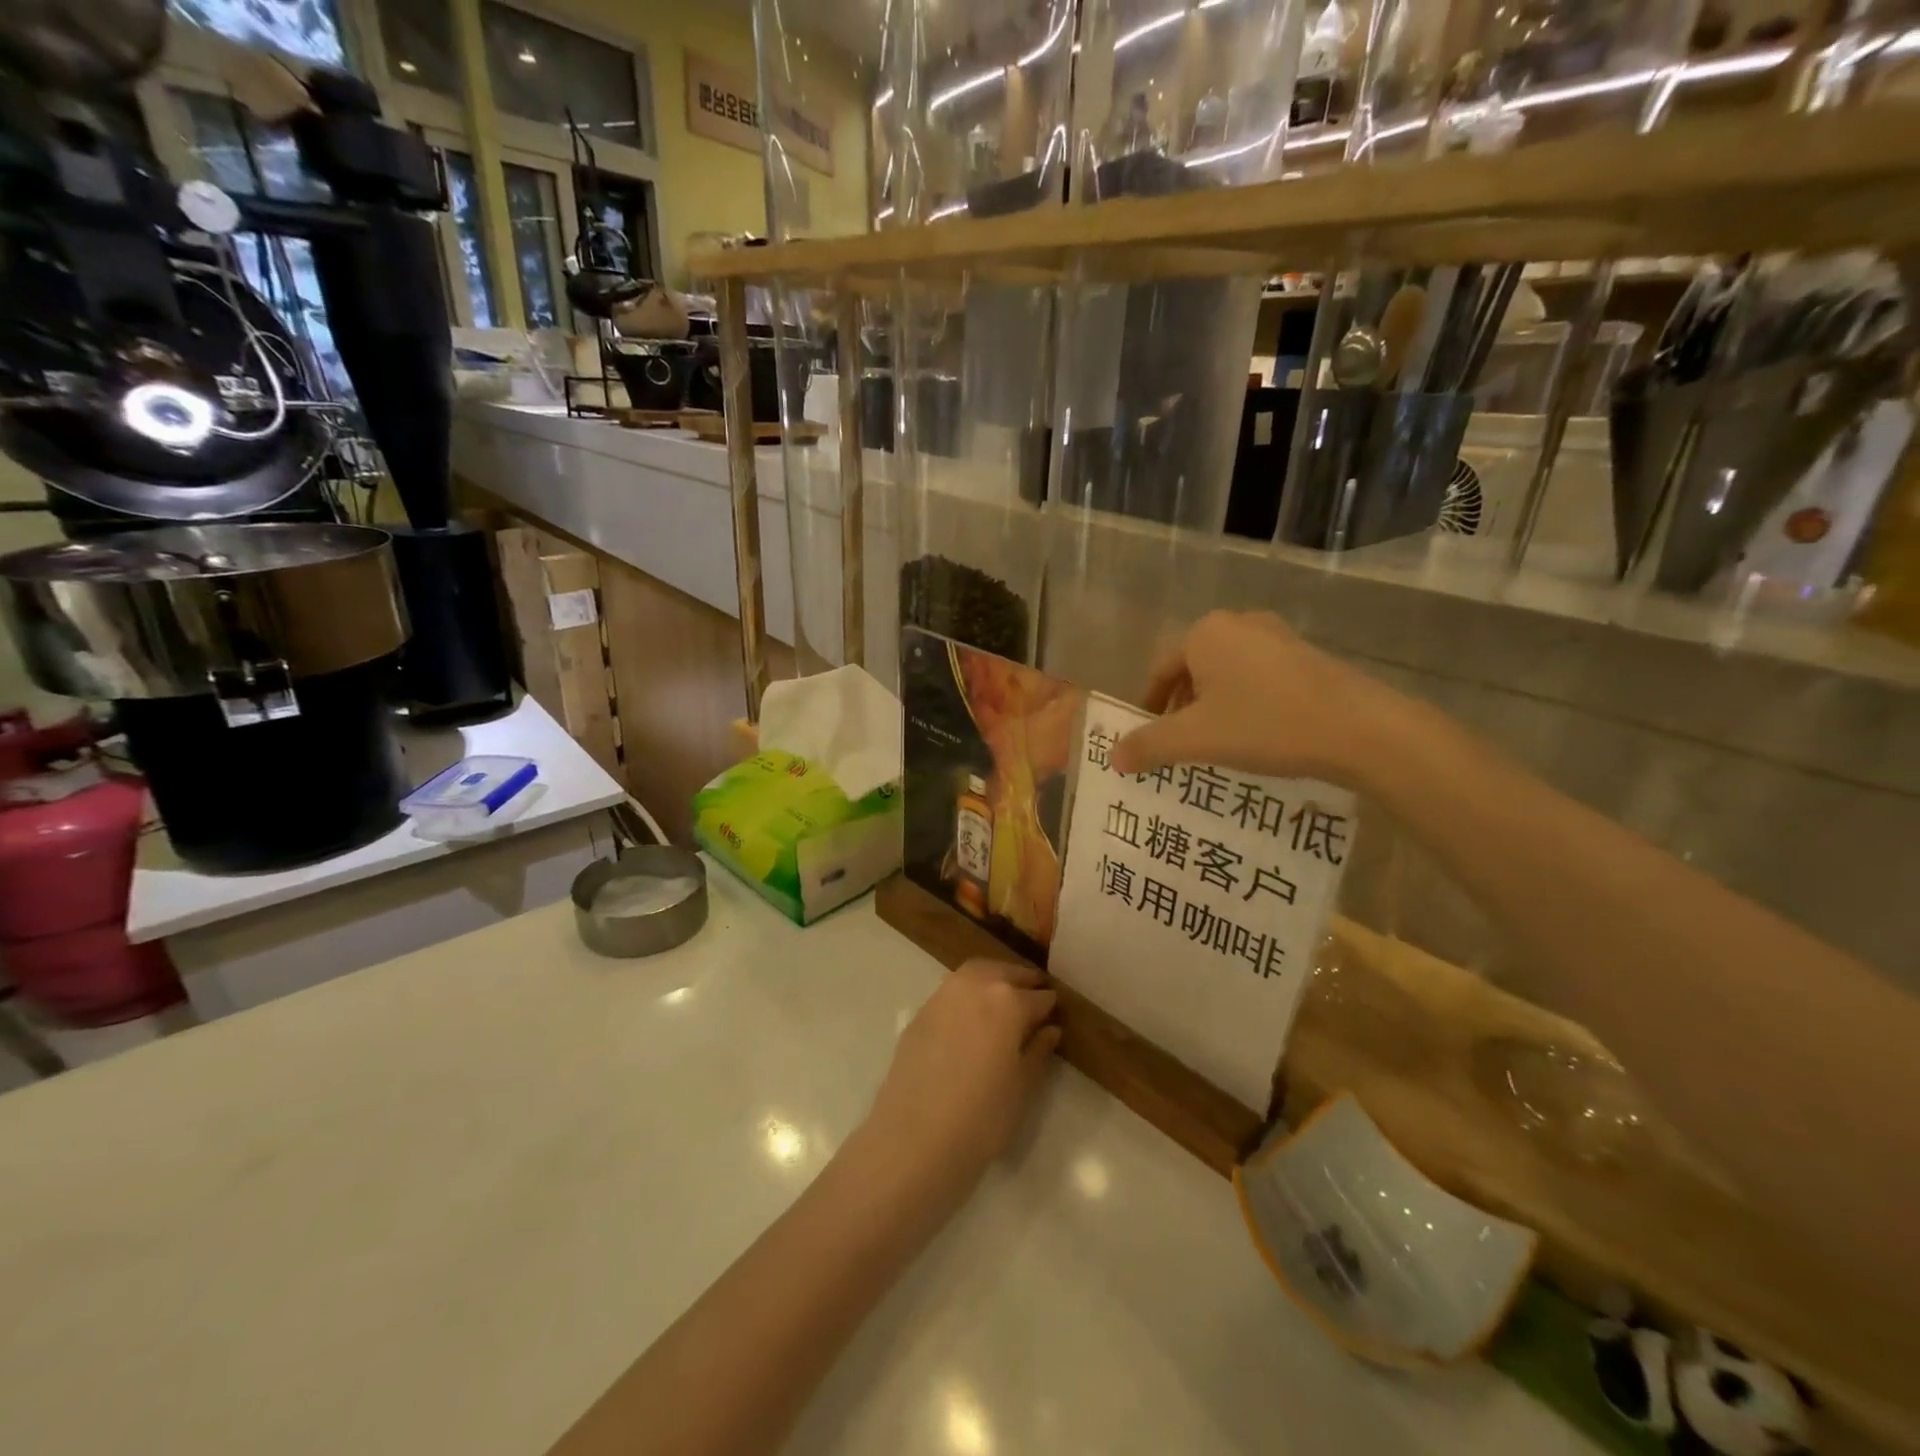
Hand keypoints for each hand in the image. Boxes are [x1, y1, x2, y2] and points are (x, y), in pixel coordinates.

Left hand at [862, 960, 1060, 1193]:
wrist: (916, 1137)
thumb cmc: (983, 1116)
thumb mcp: (1022, 1086)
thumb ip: (1038, 1050)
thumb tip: (1050, 1029)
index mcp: (1009, 1001)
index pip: (1039, 997)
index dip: (1050, 1006)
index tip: (1055, 1014)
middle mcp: (976, 986)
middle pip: (1005, 973)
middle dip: (1022, 981)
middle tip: (1033, 996)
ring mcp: (944, 995)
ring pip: (976, 973)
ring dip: (993, 978)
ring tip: (1003, 1000)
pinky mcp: (921, 1011)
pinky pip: (952, 991)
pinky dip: (968, 993)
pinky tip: (971, 1016)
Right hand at [1110, 611, 1412, 785]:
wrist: (1361, 729)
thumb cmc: (1266, 724)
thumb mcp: (1196, 740)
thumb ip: (1149, 746)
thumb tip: (1114, 756)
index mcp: (1205, 634)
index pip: (1160, 671)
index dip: (1149, 707)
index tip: (1148, 739)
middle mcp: (1239, 624)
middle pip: (1193, 670)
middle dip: (1181, 708)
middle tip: (1179, 745)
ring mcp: (1278, 636)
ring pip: (1227, 674)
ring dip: (1213, 707)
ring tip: (1216, 744)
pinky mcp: (1307, 656)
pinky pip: (1259, 678)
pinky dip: (1245, 703)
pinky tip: (1257, 735)